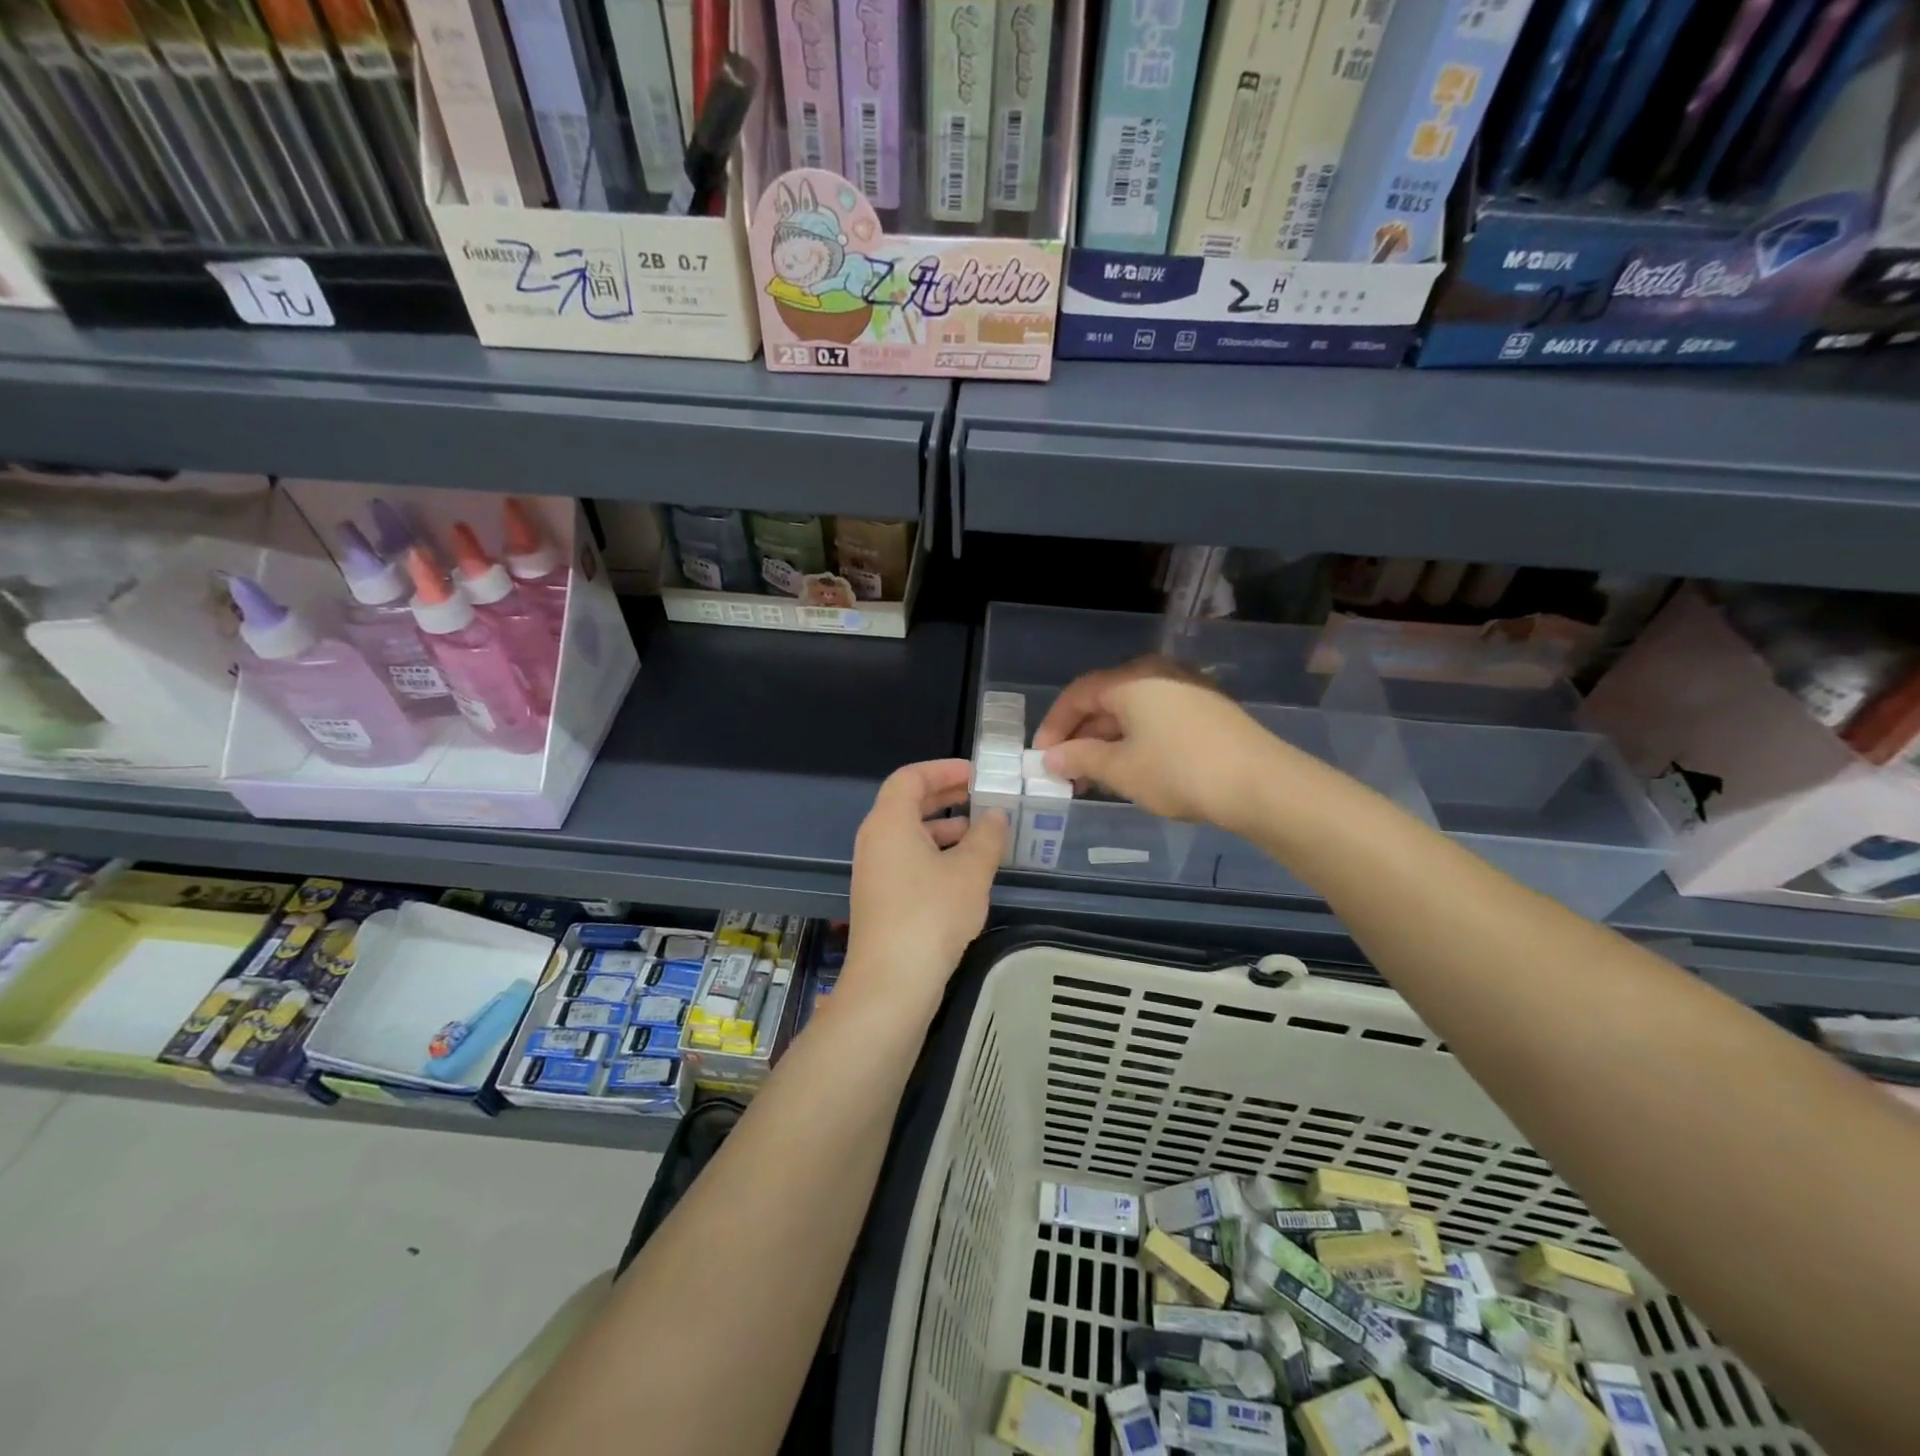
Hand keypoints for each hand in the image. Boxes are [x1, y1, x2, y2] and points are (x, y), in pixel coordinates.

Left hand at [842, 759, 1007, 1019]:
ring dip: (944, 828)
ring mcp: (874, 871)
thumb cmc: (931, 914)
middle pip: (907, 804)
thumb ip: (987, 836)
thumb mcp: (971, 871)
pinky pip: (907, 860)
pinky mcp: (880, 898)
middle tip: (982, 796)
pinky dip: (935, 854)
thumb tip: (996, 816)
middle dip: (946, 797)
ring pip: (909, 835)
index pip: (910, 777)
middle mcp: (875, 840)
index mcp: (889, 822)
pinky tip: (965, 872)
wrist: (892, 981)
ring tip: (981, 834)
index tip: (976, 773)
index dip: (943, 769)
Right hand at [1032, 657, 1276, 829]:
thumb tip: (1051, 758)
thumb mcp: (1121, 769)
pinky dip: (1134, 741)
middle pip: (1105, 700)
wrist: (1261, 784)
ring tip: (1093, 779)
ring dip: (1106, 742)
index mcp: (1132, 680)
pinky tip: (1130, 770)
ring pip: (1131, 712)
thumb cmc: (1179, 771)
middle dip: (1080, 737)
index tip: (1041, 757)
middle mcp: (1157, 674)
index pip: (1078, 694)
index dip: (1055, 725)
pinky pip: (1156, 719)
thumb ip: (1080, 759)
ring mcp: (1186, 689)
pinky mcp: (1206, 710)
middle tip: (1064, 772)